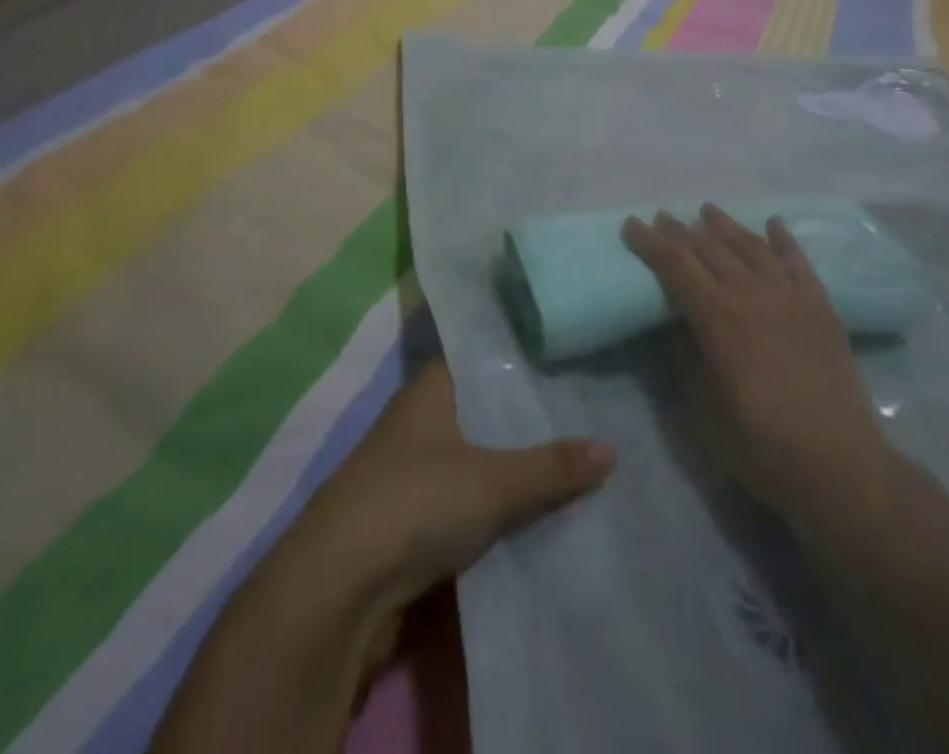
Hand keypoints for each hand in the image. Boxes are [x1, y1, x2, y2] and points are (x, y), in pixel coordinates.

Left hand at [303, 356, 615, 613]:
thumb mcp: (494, 482)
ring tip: (569, 456)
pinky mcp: (406, 519)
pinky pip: (462, 499)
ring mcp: (408, 471)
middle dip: (524, 416)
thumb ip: (552, 467)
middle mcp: (416, 421)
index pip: (482, 357)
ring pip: (473, 456)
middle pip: (481, 408)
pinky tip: (532, 508)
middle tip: (583, 408)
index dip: (520, 357)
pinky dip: (492, 503)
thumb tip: (611, 450)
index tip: (566, 356)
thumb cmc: (415, 503)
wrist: (336, 591)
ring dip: (509, 464)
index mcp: (430, 389)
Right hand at [623, 205, 886, 517]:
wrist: (839, 464)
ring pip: (751, 247)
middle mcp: (751, 294)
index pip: (676, 266)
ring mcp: (790, 296)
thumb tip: (680, 327)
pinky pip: (798, 261)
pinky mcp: (820, 306)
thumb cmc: (761, 446)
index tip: (632, 224)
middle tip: (662, 216)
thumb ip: (687, 361)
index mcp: (718, 318)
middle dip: (682, 231)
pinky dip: (783, 238)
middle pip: (710, 249)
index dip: (651, 243)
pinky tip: (773, 224)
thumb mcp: (704, 412)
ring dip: (726, 226)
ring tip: (708, 210)